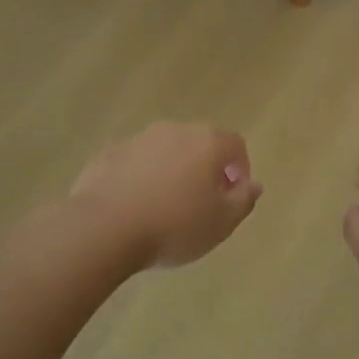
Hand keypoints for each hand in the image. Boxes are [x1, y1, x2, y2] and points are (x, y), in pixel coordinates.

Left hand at [71, 123, 262, 268]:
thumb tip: (254, 185)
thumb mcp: (221, 223)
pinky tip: (135, 206)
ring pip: (166, 151)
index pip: (235, 145)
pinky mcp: (109, 153)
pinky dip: (142, 177)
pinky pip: (136, 162)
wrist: (104, 227)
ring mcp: (138, 139)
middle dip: (206, 168)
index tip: (234, 196)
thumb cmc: (174, 226)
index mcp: (207, 143)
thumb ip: (243, 201)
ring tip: (166, 206)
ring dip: (172, 171)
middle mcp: (175, 131)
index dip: (240, 169)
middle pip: (200, 144)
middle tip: (202, 202)